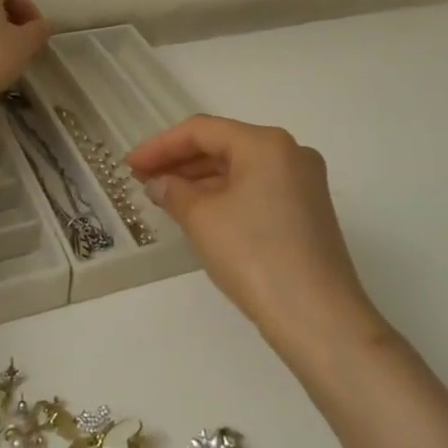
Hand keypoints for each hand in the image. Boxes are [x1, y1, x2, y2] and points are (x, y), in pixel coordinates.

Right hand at [125, 115, 386, 354]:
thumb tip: (158, 183)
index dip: (160, 145)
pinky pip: (256, 190)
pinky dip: (224, 196)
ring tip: (163, 197)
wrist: (318, 317)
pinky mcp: (308, 212)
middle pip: (224, 146)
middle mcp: (290, 153)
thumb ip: (173, 191)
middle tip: (142, 180)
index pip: (202, 130)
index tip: (129, 165)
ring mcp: (304, 183)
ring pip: (240, 169)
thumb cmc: (255, 255)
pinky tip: (199, 213)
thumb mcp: (203, 219)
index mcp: (266, 143)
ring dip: (200, 180)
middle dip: (180, 162)